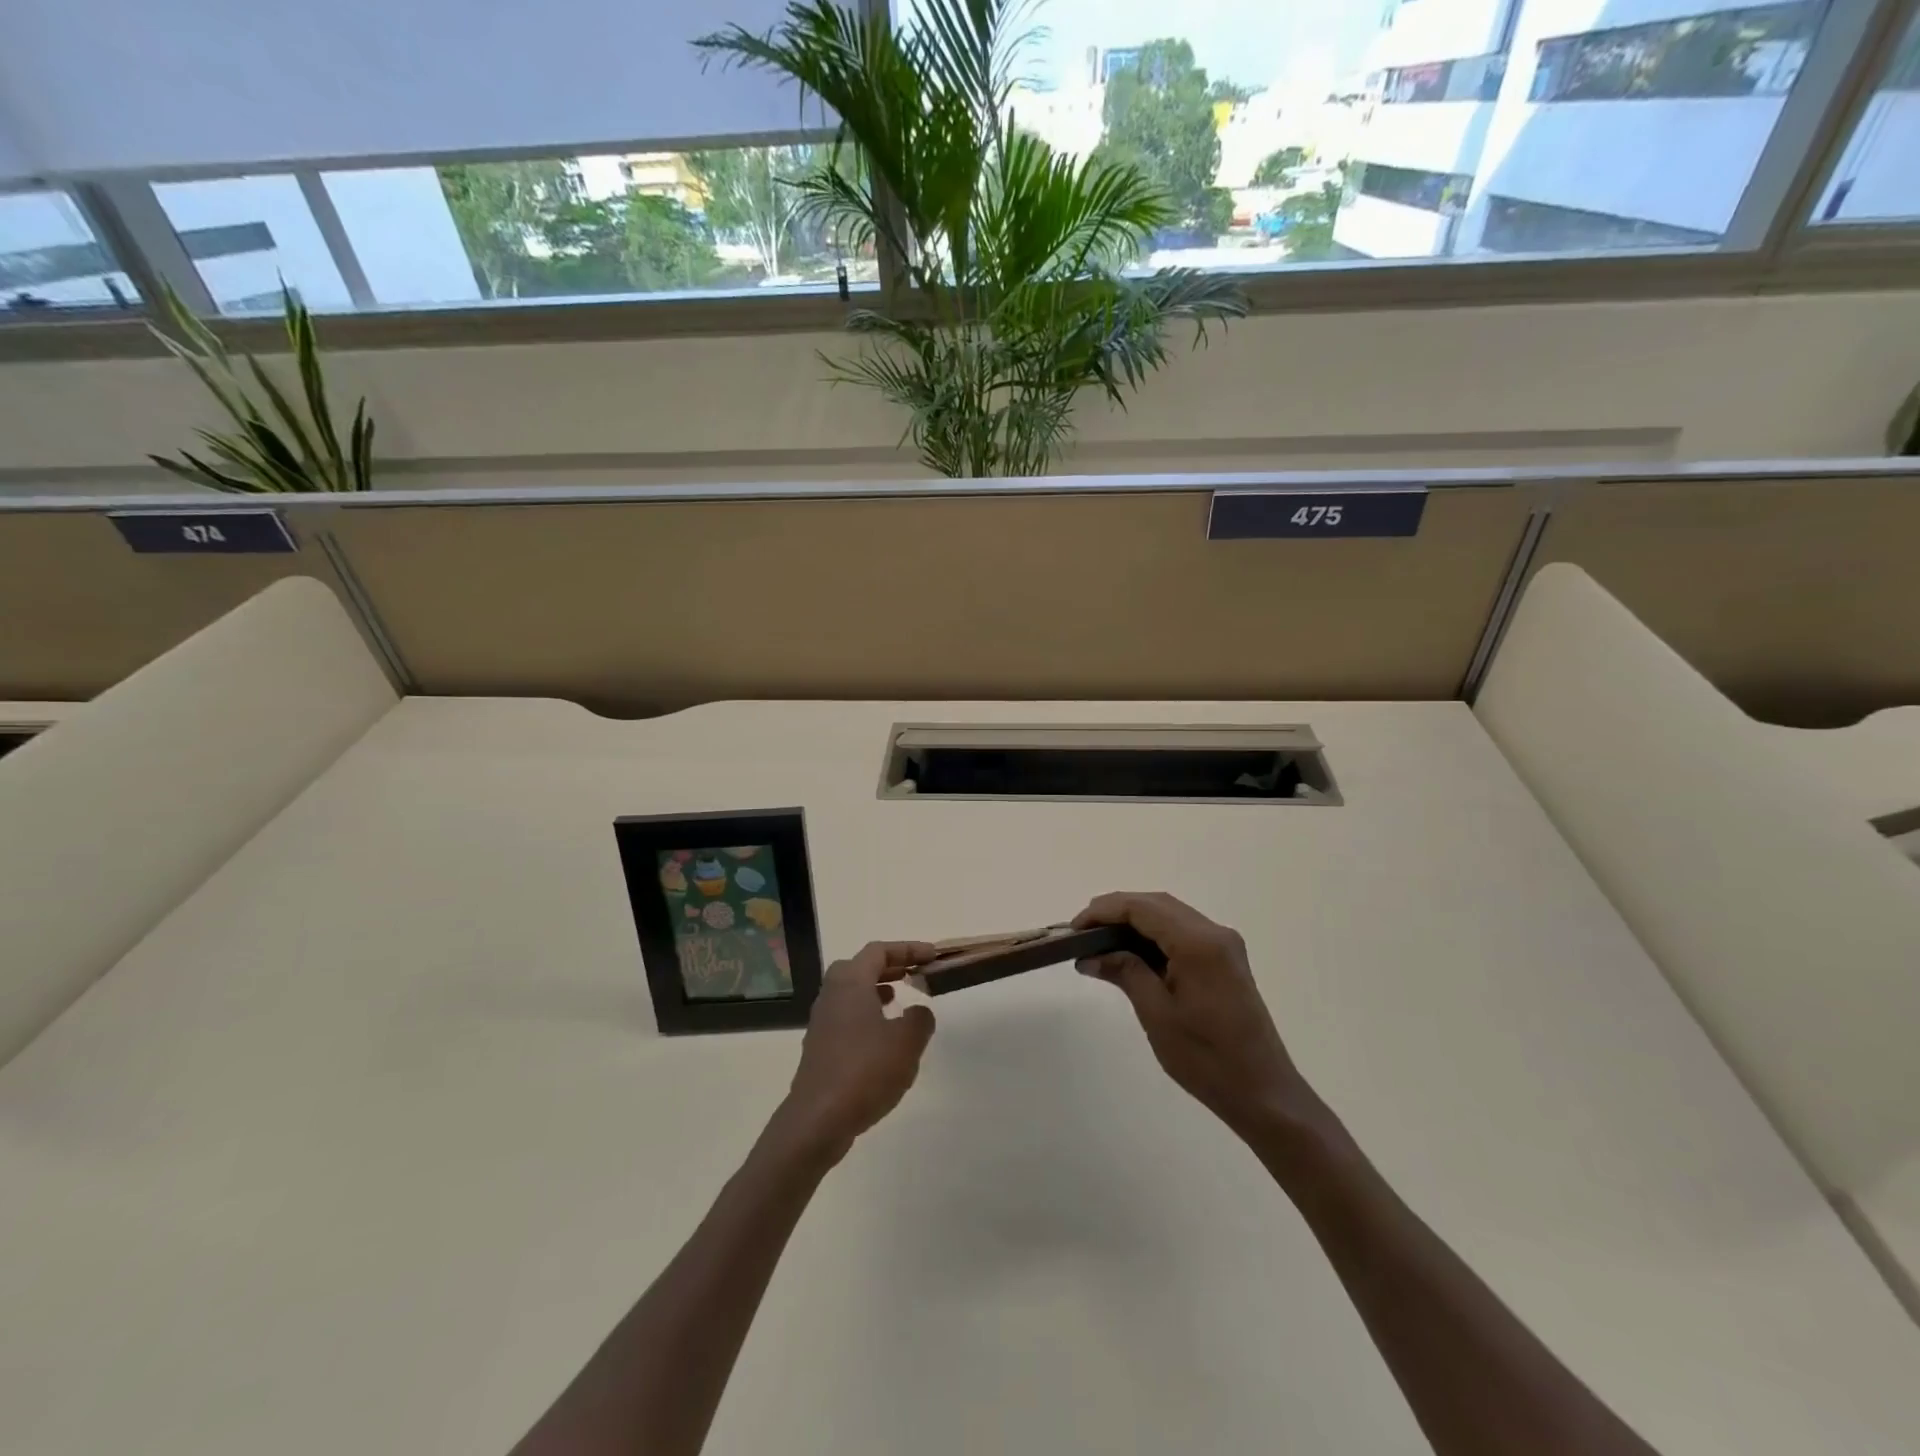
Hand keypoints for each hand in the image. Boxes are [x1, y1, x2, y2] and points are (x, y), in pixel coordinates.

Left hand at [778, 941, 937, 1160]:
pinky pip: (846, 1016)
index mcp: (850, 982)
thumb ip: (919, 1019)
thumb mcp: (907, 1042)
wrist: (818, 1119)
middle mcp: (831, 994)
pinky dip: (867, 1014)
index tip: (932, 957)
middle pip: (860, 967)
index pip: (879, 951)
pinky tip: (883, 1038)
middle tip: (914, 973)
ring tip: (900, 1001)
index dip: (908, 949)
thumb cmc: (865, 1071)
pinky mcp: (820, 1046)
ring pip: (851, 992)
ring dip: (877, 990)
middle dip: (889, 966)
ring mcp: (822, 1021)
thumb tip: (918, 1011)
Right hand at [1074, 892, 1308, 1138]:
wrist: (1264, 1093)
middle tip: (1081, 932)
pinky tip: (1129, 952)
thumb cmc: (1207, 1058)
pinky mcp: (1225, 960)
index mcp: (1199, 943)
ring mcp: (1223, 945)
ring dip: (1133, 921)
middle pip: (1156, 904)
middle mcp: (1214, 933)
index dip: (1104, 911)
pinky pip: (1182, 932)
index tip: (1073, 928)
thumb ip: (1125, 972)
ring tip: (1098, 940)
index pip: (1142, 908)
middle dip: (1116, 911)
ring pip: (1169, 914)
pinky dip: (1152, 935)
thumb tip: (1089, 956)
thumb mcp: (1156, 1014)